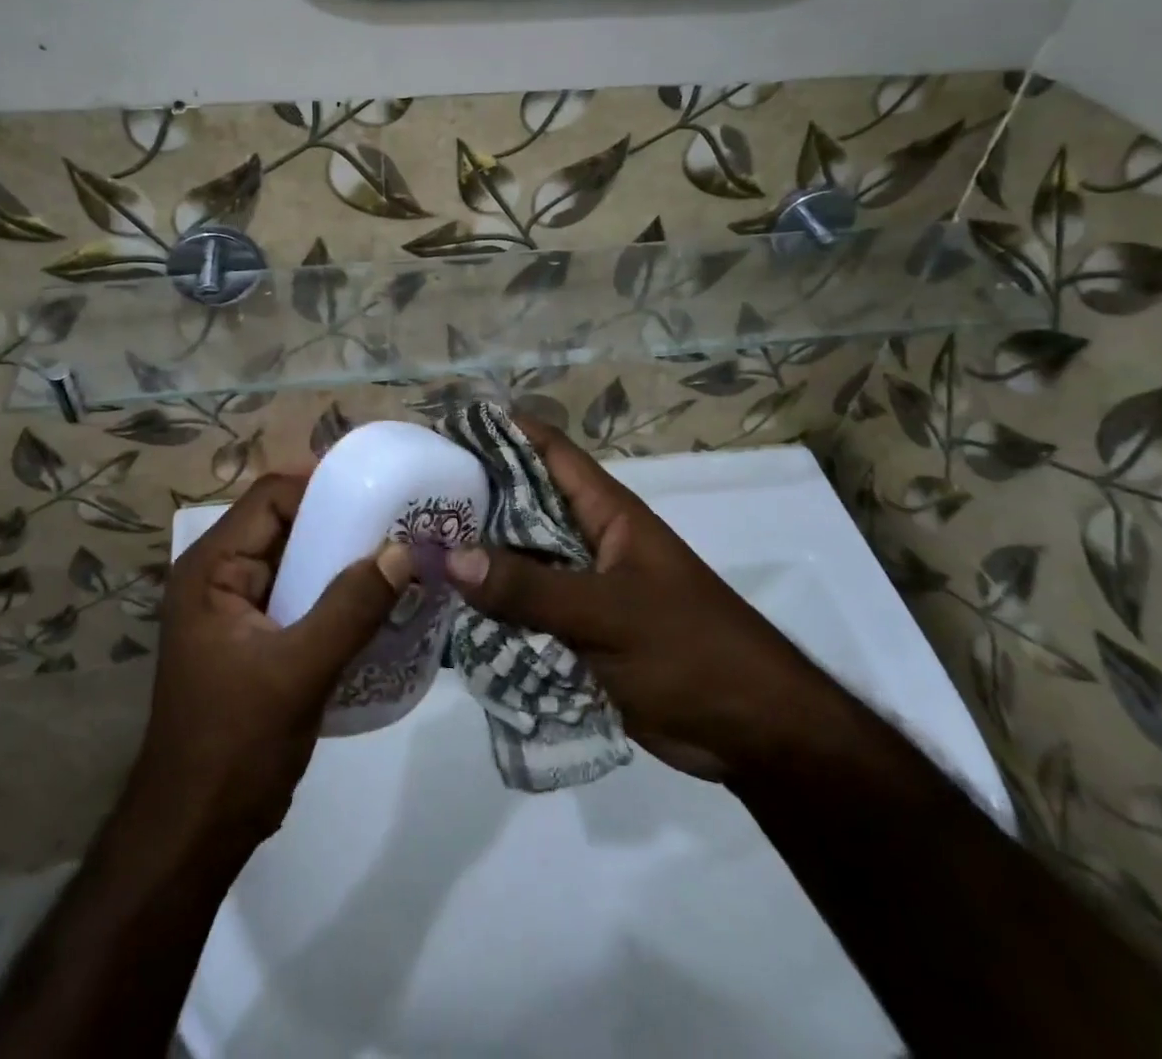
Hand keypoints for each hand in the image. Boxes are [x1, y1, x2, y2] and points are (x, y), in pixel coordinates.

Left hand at [125, 473, 413, 852]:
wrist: (196, 832)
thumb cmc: (234, 745)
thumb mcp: (297, 671)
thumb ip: (351, 607)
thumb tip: (403, 549)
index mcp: (212, 568)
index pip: (271, 497)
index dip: (323, 484)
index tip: (380, 488)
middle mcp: (221, 576)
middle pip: (287, 524)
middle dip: (342, 520)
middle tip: (403, 518)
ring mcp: (239, 609)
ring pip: (299, 561)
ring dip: (344, 556)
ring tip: (402, 552)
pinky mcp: (259, 638)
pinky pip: (304, 596)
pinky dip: (339, 591)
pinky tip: (381, 599)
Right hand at [444, 419, 842, 781]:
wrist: (754, 733)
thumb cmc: (692, 652)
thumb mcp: (610, 614)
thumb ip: (531, 588)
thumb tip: (448, 556)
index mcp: (606, 514)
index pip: (549, 452)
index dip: (502, 431)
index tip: (445, 429)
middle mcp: (587, 543)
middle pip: (521, 507)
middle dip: (471, 502)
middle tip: (407, 502)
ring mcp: (582, 591)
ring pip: (518, 565)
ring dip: (475, 564)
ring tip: (410, 556)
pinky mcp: (578, 636)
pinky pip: (524, 615)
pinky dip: (490, 615)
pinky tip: (443, 620)